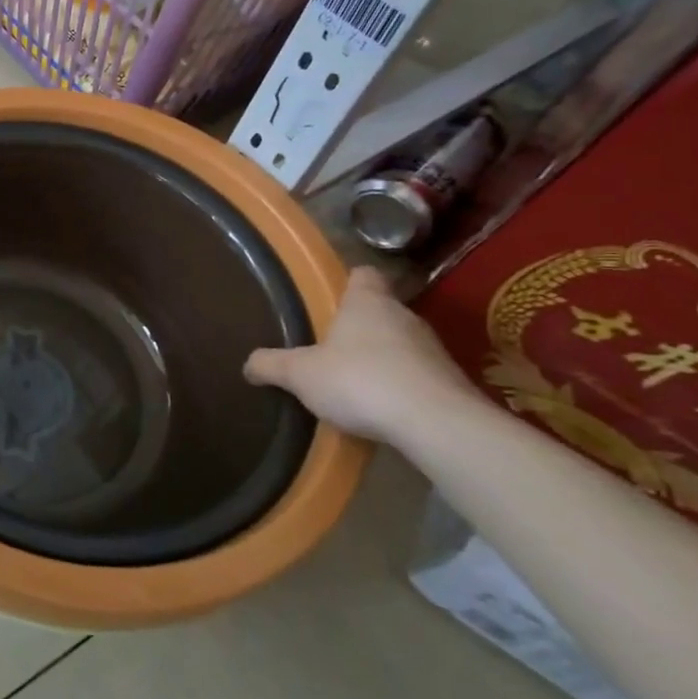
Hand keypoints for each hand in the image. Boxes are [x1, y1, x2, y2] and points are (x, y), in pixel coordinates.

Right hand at [243, 267, 475, 445]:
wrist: (437, 424)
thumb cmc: (360, 381)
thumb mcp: (300, 374)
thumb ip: (271, 365)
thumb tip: (248, 364)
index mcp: (367, 302)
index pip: (363, 274)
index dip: (347, 282)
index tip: (330, 298)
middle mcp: (404, 315)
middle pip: (380, 310)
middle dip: (357, 326)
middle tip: (328, 347)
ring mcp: (432, 348)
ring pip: (399, 342)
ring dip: (379, 357)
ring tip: (352, 381)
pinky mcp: (449, 381)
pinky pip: (415, 374)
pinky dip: (398, 384)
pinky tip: (379, 406)